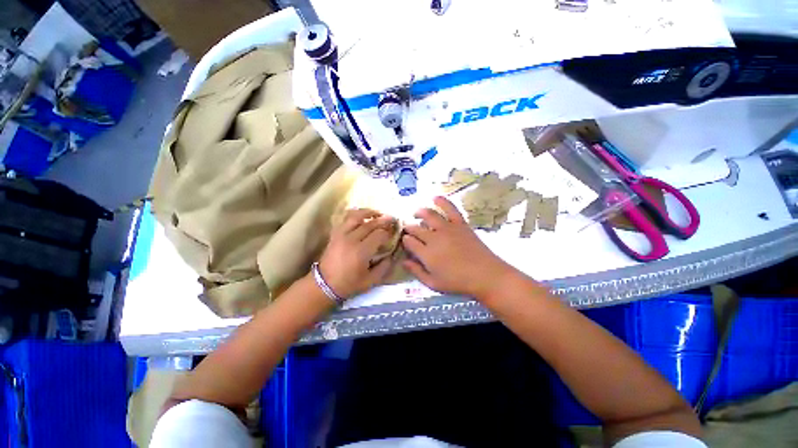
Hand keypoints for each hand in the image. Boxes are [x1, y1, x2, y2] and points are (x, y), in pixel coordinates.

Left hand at [318, 209, 395, 298]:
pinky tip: (363, 215)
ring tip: (378, 213)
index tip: (394, 234)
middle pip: (370, 224)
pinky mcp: (335, 233)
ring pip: (356, 216)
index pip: (379, 235)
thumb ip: (384, 267)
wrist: (324, 284)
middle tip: (392, 219)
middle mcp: (351, 239)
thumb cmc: (349, 284)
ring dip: (369, 212)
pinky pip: (345, 218)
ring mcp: (342, 234)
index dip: (388, 233)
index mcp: (361, 252)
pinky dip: (355, 214)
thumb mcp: (371, 281)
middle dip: (383, 220)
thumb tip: (392, 254)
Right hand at [402, 196, 516, 298]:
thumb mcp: (433, 284)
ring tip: (416, 213)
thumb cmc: (458, 282)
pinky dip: (442, 201)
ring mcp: (447, 228)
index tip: (406, 242)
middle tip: (409, 229)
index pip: (409, 241)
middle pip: (416, 228)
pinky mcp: (460, 224)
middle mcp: (434, 238)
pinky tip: (435, 198)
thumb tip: (403, 261)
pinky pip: (450, 208)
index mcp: (426, 254)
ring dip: (419, 212)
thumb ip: (416, 272)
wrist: (485, 275)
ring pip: (428, 215)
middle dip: (409, 227)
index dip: (405, 240)